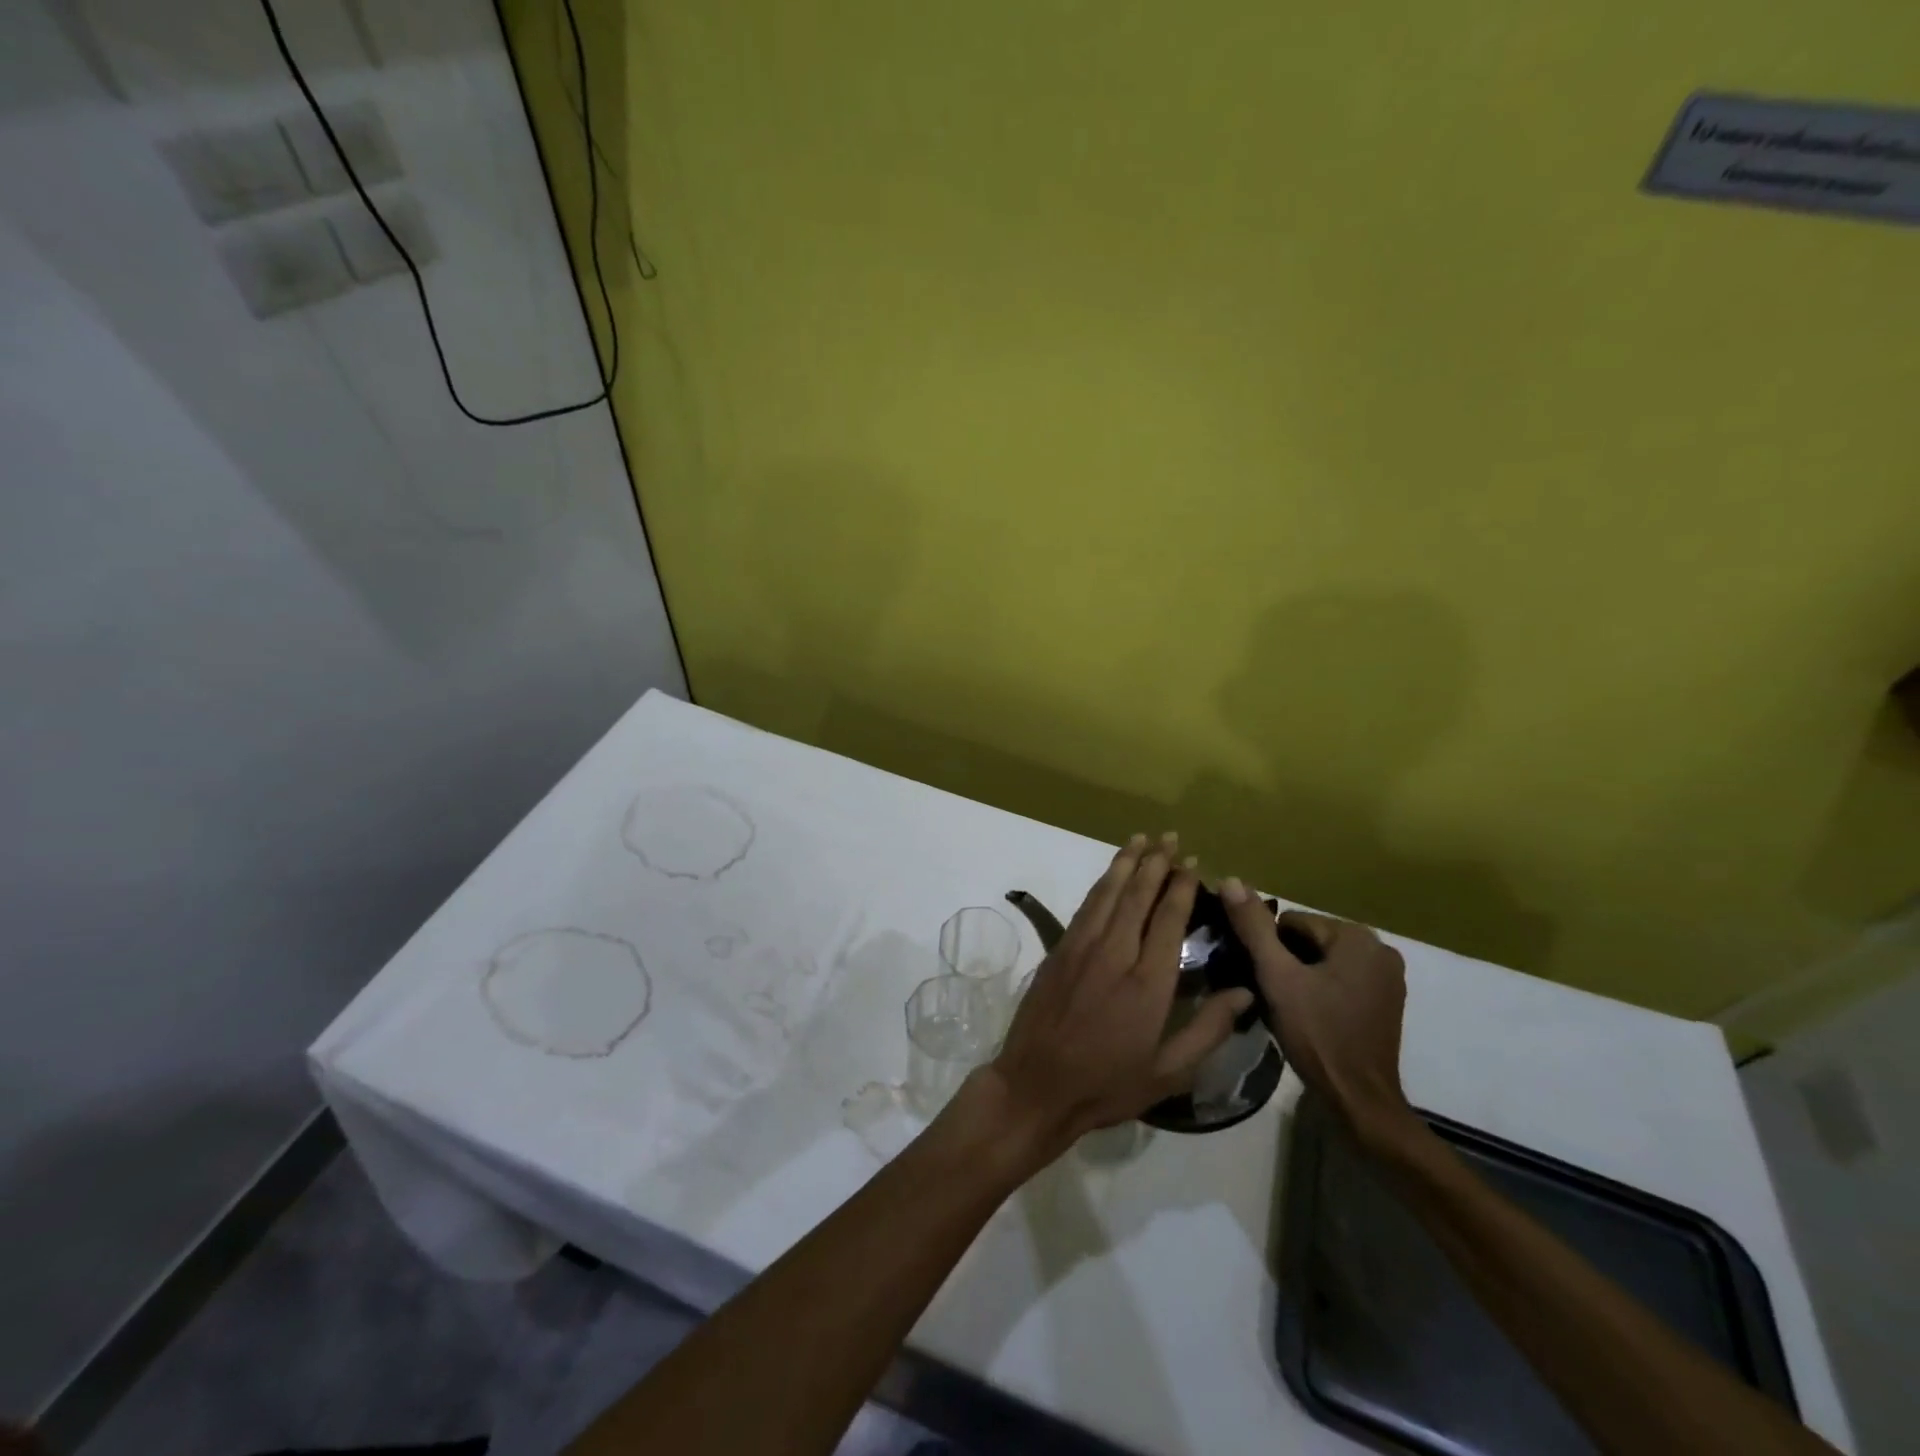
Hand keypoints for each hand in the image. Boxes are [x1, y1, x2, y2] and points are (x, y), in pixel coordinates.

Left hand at [976, 834, 1252, 1157]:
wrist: (1035, 1085)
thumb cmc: (1107, 1085)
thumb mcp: (1169, 1071)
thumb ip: (1208, 1029)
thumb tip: (1246, 992)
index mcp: (1148, 982)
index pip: (1169, 918)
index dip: (1182, 887)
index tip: (1193, 864)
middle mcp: (1115, 953)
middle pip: (1138, 895)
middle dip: (1156, 862)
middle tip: (1170, 837)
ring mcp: (1081, 948)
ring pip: (1108, 893)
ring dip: (1126, 863)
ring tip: (1141, 839)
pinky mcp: (1059, 950)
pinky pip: (1085, 907)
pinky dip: (1101, 885)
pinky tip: (1110, 875)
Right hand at [1219, 880, 1413, 1144]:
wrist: (1359, 1099)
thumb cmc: (1317, 1033)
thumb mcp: (1277, 977)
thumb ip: (1254, 927)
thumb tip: (1231, 880)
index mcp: (1356, 936)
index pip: (1291, 923)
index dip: (1270, 949)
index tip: (1264, 979)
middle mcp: (1380, 949)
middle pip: (1310, 940)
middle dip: (1287, 962)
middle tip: (1274, 995)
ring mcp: (1388, 978)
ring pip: (1324, 962)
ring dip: (1303, 977)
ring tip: (1289, 1008)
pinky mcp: (1387, 1002)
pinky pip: (1342, 980)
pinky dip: (1323, 991)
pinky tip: (1312, 1017)